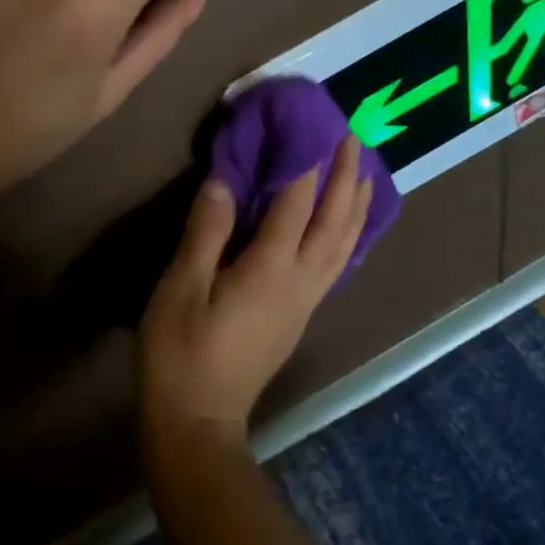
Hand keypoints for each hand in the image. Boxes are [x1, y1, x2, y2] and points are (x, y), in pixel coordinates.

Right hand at [139, 137, 372, 448]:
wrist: (200, 420)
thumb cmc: (180, 353)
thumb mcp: (180, 289)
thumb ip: (205, 233)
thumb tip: (223, 181)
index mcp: (270, 269)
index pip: (296, 203)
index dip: (305, 161)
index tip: (313, 124)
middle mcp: (301, 281)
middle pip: (335, 221)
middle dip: (346, 176)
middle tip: (353, 137)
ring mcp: (306, 301)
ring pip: (344, 244)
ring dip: (357, 205)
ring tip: (365, 172)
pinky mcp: (302, 316)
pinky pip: (337, 263)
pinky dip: (349, 235)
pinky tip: (347, 227)